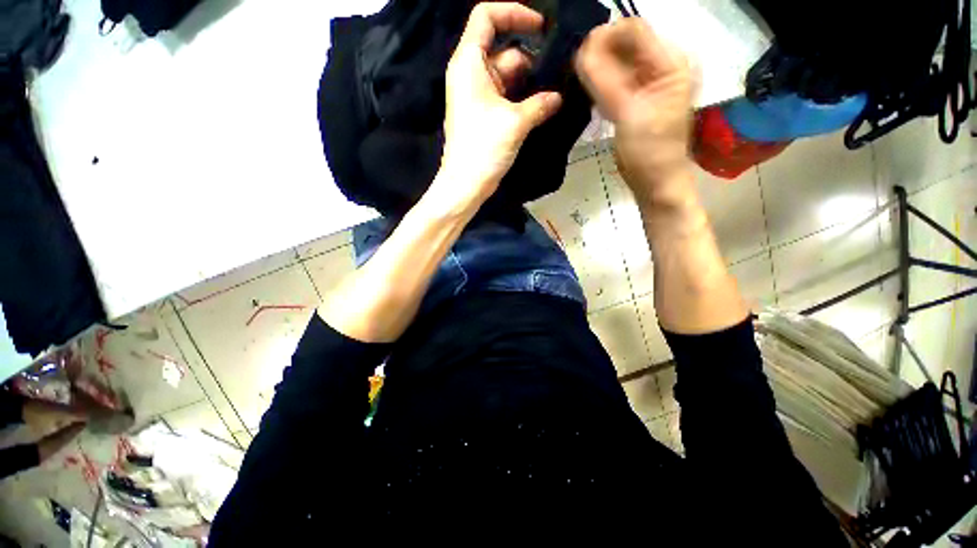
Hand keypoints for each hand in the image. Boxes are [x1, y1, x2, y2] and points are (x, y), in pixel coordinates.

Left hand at [434, 3, 563, 210]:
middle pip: (503, 50)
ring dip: (528, 85)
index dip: (514, 12)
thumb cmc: (484, 148)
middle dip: (530, 62)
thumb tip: (558, 97)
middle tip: (557, 75)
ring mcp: (476, 96)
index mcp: (469, 63)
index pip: (486, 17)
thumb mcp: (515, 122)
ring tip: (552, 96)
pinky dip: (521, 100)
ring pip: (506, 77)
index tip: (541, 27)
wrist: (465, 184)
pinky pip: (504, 97)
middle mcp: (470, 74)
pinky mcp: (482, 115)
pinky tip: (540, 109)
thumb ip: (540, 104)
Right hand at [575, 18, 694, 210]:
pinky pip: (615, 79)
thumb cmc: (648, 151)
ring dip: (597, 68)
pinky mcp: (638, 96)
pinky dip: (600, 82)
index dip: (605, 36)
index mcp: (671, 62)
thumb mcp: (627, 112)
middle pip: (626, 43)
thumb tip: (579, 50)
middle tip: (576, 72)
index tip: (578, 56)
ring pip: (618, 60)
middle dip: (599, 52)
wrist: (654, 181)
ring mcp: (650, 81)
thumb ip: (604, 79)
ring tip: (580, 82)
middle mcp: (663, 64)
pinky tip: (590, 93)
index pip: (635, 29)